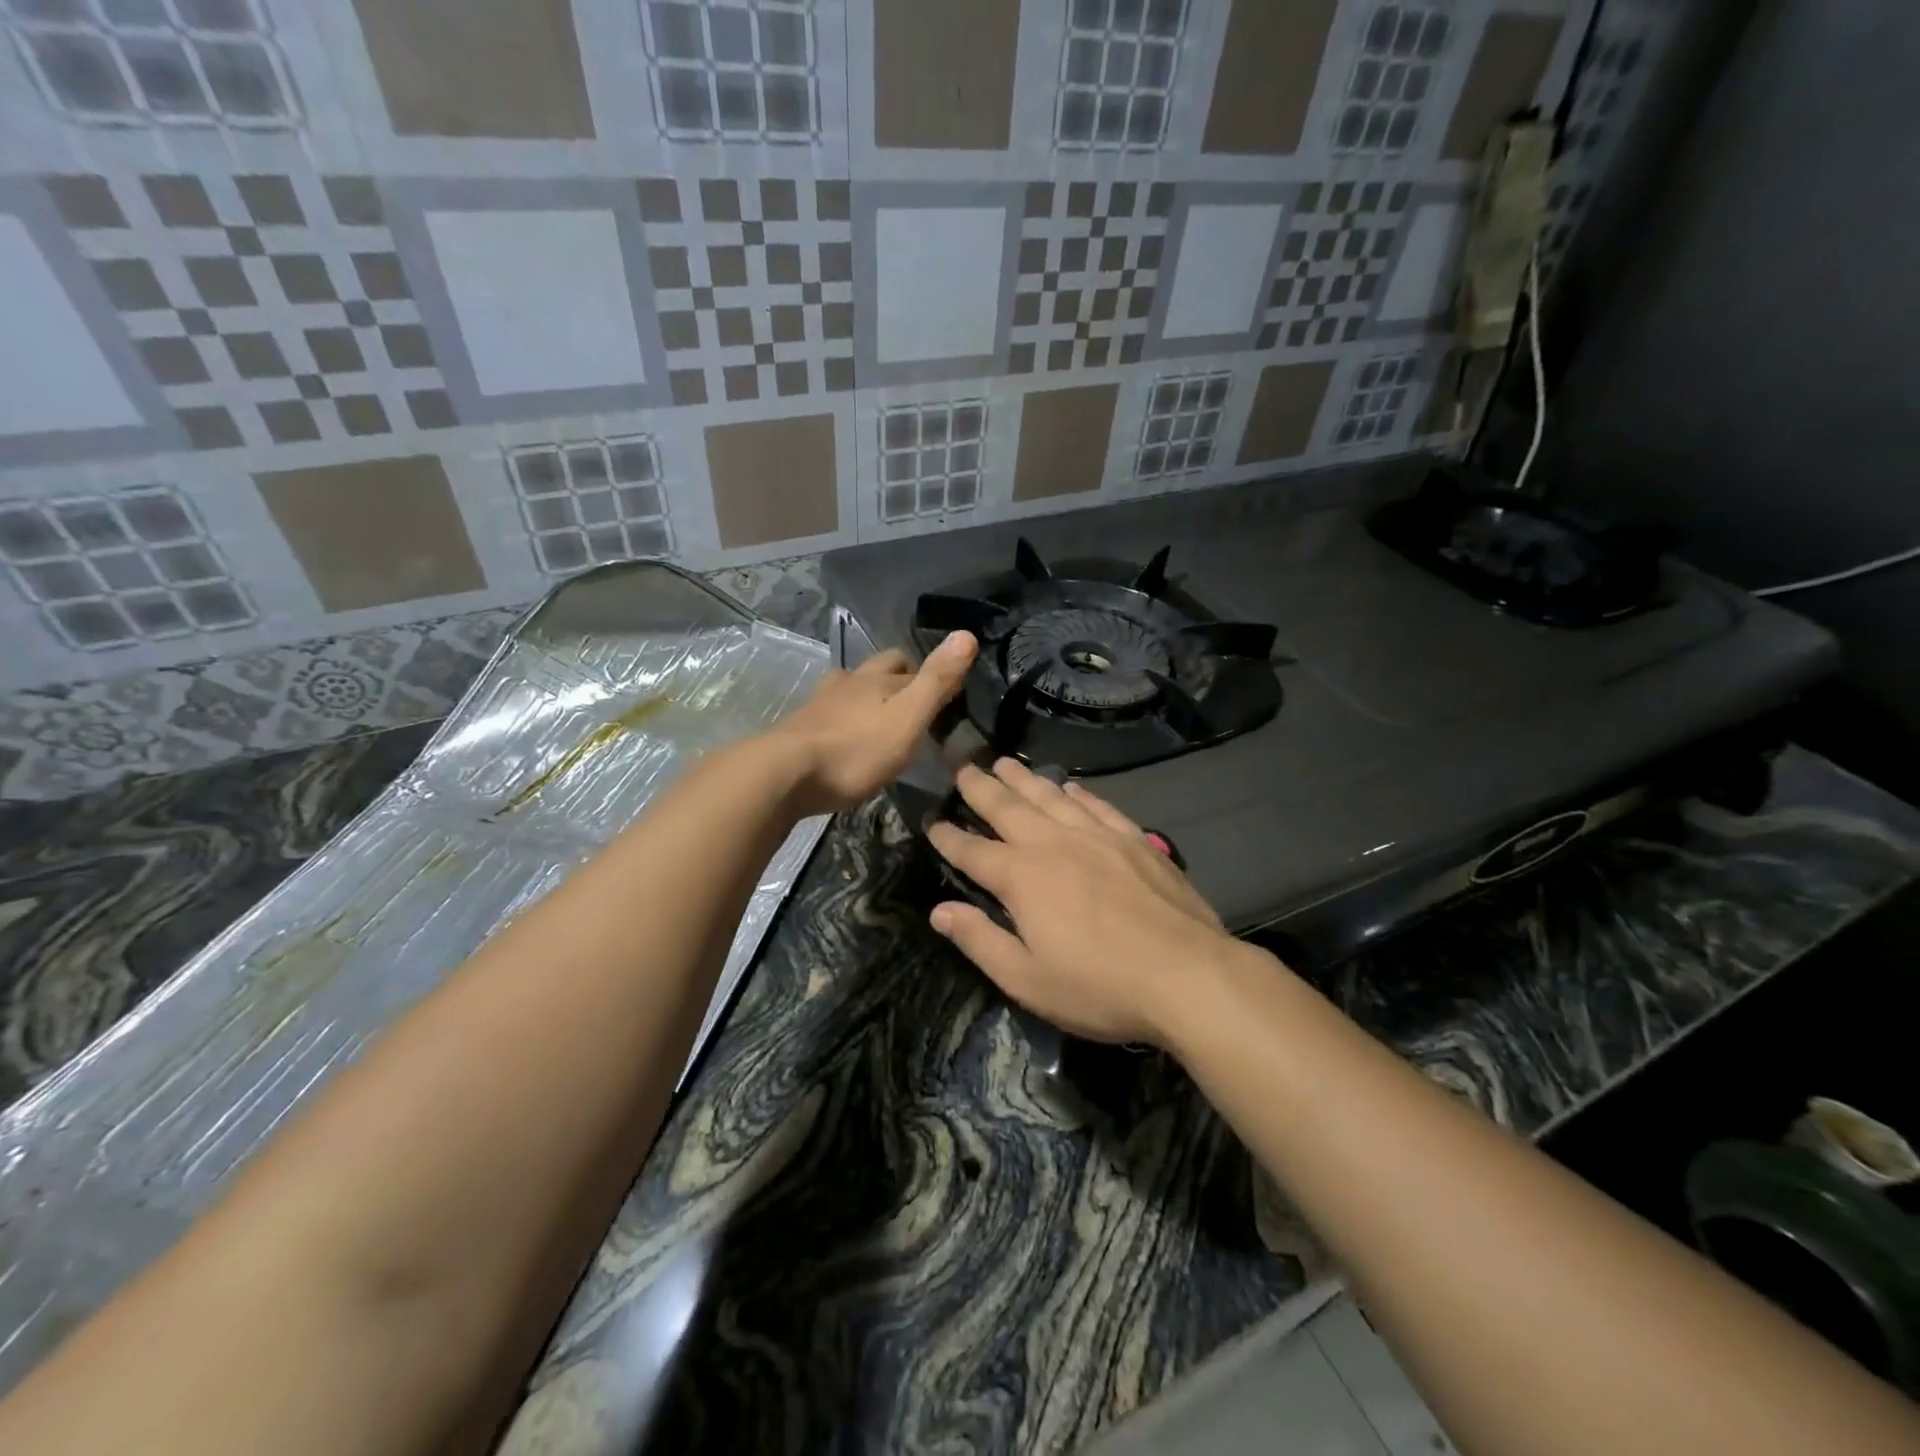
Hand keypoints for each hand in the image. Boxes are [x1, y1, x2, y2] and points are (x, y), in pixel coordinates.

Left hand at [769, 632, 975, 815]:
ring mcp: (820, 704)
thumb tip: (967, 634)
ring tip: (879, 717)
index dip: (932, 677)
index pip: (912, 667)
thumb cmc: (855, 750)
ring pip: (849, 687)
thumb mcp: (907, 718)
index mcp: (877, 680)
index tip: (949, 696)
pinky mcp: (800, 728)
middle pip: (877, 668)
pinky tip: (844, 737)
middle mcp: (848, 683)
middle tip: (914, 703)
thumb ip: (936, 681)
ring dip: (866, 696)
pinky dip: (843, 718)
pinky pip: (829, 713)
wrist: (785, 774)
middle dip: (897, 678)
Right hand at [926, 758, 1239, 1046]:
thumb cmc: (1100, 986)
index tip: (931, 820)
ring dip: (1024, 779)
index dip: (948, 837)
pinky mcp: (1133, 840)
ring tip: (1005, 762)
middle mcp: (1054, 844)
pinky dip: (1078, 792)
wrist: (1187, 974)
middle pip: (1009, 808)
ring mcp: (1097, 837)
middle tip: (963, 766)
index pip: (973, 851)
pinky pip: (1098, 805)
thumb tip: (939, 910)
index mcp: (1022, 878)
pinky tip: (1070, 785)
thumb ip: (980, 940)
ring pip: (1051, 797)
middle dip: (981, 788)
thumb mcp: (1027, 979)